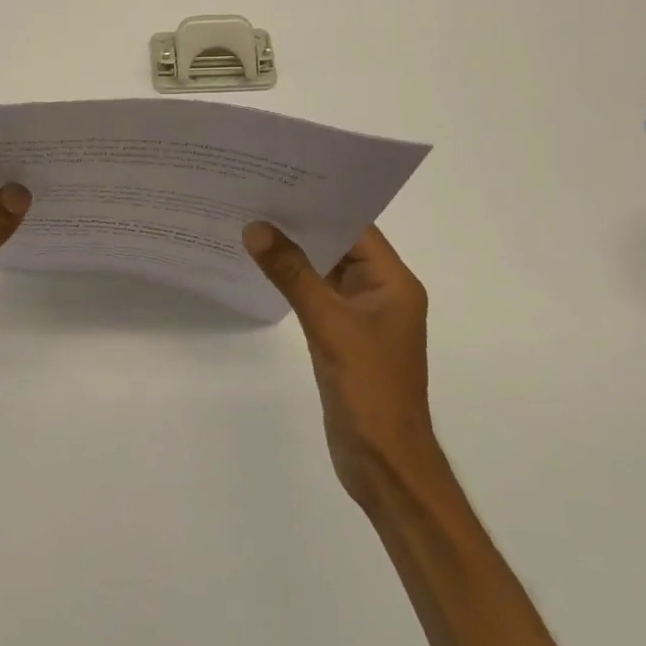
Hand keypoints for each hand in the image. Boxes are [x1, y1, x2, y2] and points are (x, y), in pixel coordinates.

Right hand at [243, 221, 435, 504]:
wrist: (383, 463)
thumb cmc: (368, 389)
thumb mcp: (329, 325)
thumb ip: (292, 274)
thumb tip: (256, 228)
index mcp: (393, 283)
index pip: (357, 228)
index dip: (322, 203)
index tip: (281, 181)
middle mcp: (382, 292)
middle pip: (341, 245)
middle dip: (302, 225)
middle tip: (256, 197)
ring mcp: (363, 316)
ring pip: (327, 271)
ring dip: (296, 253)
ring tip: (252, 225)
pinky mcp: (345, 337)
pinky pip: (319, 296)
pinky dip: (295, 282)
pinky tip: (264, 269)